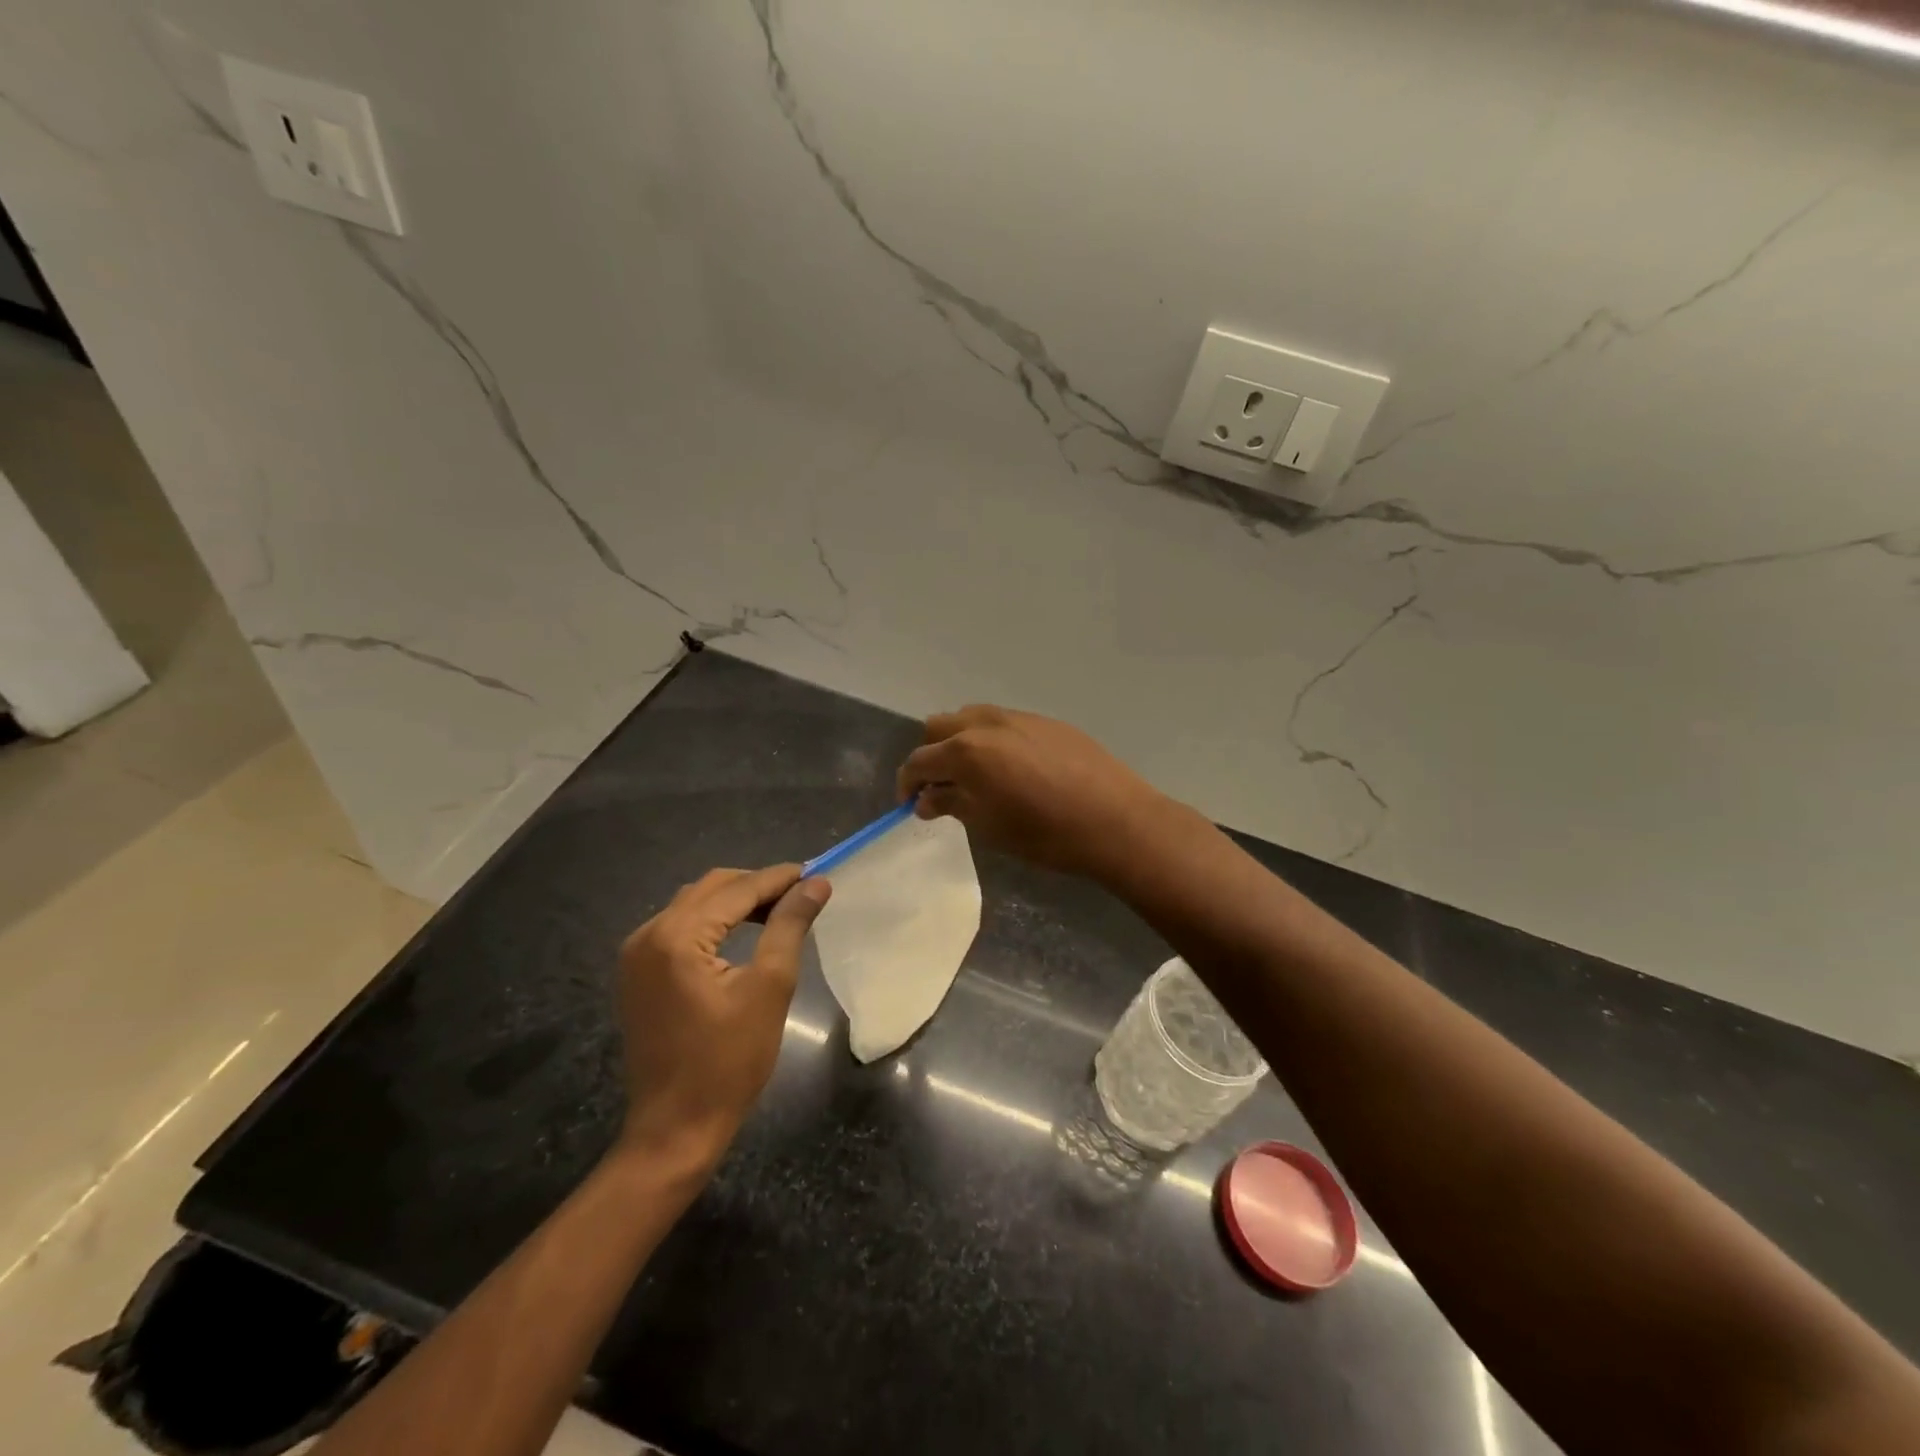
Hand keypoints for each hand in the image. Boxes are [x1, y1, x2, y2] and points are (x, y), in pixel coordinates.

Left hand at [615, 865, 830, 1169]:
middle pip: (711, 889)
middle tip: (801, 894)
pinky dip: (713, 922)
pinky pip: (679, 928)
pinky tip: (742, 933)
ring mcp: (636, 955)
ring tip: (778, 911)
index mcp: (677, 936)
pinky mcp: (637, 974)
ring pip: (694, 905)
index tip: (816, 873)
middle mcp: (648, 935)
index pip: (736, 890)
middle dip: (757, 886)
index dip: (779, 879)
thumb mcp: (769, 988)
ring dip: (735, 902)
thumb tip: (816, 884)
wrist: (675, 1128)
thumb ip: (789, 926)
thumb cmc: (728, 1061)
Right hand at [896, 705, 1169, 879]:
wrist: (1115, 821)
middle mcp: (987, 724)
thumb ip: (952, 804)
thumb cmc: (1045, 834)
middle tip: (940, 787)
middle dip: (931, 755)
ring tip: (974, 774)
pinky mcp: (1046, 721)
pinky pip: (1004, 722)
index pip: (919, 760)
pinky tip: (1011, 768)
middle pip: (939, 726)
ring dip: (960, 741)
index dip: (907, 783)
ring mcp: (1019, 717)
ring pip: (972, 717)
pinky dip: (991, 739)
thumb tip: (926, 799)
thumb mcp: (989, 826)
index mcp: (967, 751)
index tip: (909, 804)